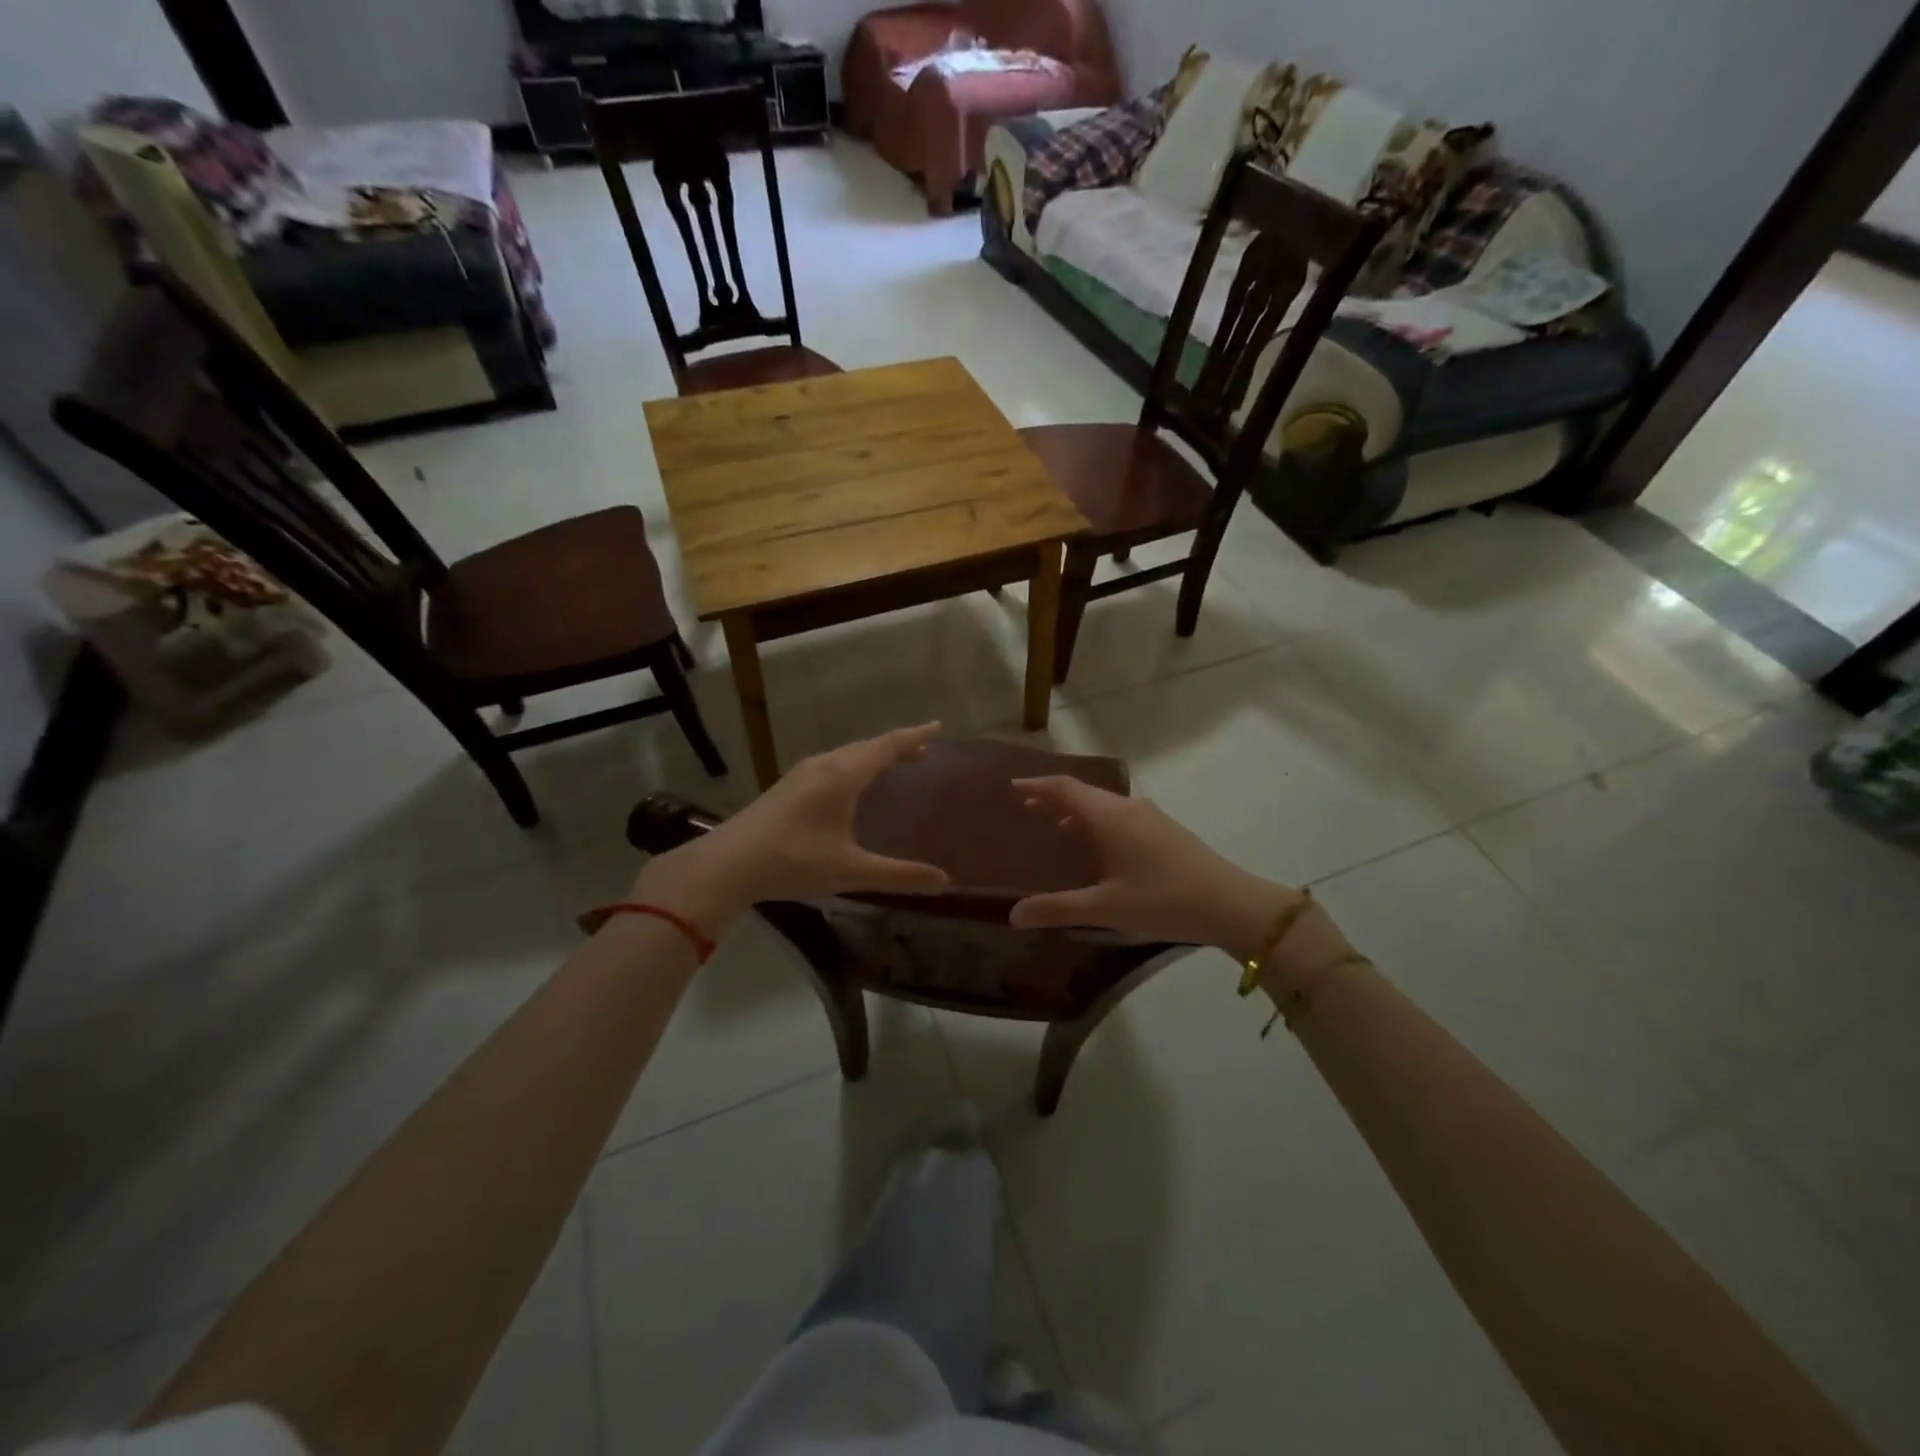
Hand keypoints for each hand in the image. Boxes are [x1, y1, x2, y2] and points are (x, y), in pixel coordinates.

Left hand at [633, 723, 951, 933]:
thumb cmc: (794, 861)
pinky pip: (832, 764)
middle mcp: (824, 765)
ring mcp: (802, 773)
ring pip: (847, 754)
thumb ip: (899, 875)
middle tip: (921, 752)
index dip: (915, 736)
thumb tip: (944, 882)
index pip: (888, 746)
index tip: (938, 726)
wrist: (727, 864)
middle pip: (868, 746)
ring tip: (891, 765)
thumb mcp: (851, 871)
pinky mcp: (787, 786)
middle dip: (897, 746)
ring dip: (872, 755)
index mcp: (844, 775)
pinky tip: (849, 785)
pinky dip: (853, 765)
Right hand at [1007, 776, 1301, 960]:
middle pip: (1084, 792)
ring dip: (1078, 810)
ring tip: (1057, 826)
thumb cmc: (1163, 900)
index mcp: (1109, 817)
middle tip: (1027, 807)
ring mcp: (1151, 816)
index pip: (1064, 788)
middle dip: (1054, 797)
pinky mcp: (1166, 829)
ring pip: (1105, 804)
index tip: (1013, 786)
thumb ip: (1057, 909)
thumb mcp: (1105, 908)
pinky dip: (1098, 820)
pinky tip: (1100, 846)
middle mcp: (1128, 807)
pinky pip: (1121, 814)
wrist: (1231, 903)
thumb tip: (1013, 915)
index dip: (1037, 785)